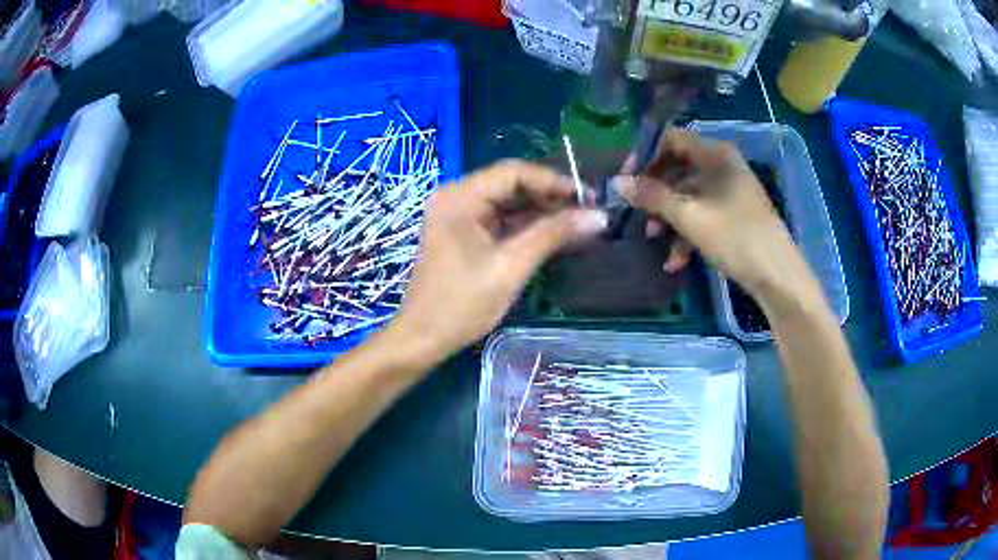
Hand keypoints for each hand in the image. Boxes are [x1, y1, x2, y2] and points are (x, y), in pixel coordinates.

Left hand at [393, 160, 606, 360]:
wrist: (423, 338)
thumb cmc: (462, 303)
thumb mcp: (511, 267)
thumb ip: (553, 235)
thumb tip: (599, 217)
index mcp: (460, 197)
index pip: (514, 172)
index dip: (554, 181)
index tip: (588, 197)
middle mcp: (457, 197)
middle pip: (511, 184)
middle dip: (550, 196)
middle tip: (588, 211)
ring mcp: (459, 215)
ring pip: (508, 202)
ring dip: (542, 212)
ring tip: (579, 223)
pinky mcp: (464, 233)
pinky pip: (501, 220)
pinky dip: (527, 226)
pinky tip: (554, 234)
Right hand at [613, 128, 798, 294]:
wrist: (778, 277)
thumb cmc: (736, 238)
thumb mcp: (690, 217)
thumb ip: (653, 197)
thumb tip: (618, 182)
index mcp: (717, 155)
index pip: (673, 140)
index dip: (647, 156)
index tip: (628, 179)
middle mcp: (723, 167)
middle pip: (679, 170)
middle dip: (657, 195)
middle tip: (639, 215)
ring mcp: (730, 192)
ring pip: (689, 197)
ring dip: (670, 219)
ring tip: (656, 242)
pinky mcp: (734, 216)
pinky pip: (703, 215)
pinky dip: (688, 234)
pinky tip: (677, 260)